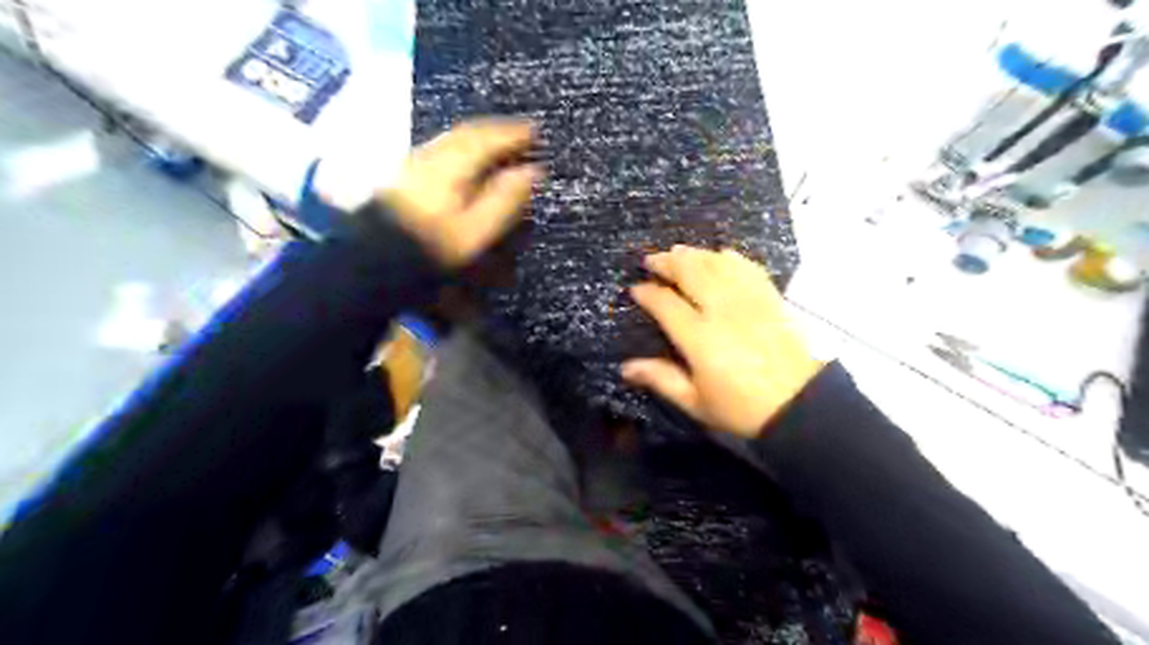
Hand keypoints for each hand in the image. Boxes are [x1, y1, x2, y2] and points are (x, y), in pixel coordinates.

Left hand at [378, 117, 537, 265]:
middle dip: (497, 130)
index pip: (488, 138)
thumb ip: (505, 199)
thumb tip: (533, 171)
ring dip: (479, 136)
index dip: (514, 134)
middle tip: (522, 132)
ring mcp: (416, 161)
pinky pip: (442, 147)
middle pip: (468, 132)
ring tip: (499, 141)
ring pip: (453, 138)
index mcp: (453, 164)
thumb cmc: (434, 245)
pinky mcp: (406, 173)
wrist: (377, 257)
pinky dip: (462, 146)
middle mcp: (433, 153)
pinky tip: (467, 157)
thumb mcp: (477, 229)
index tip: (537, 131)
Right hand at [621, 245, 825, 438]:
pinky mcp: (770, 298)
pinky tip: (721, 255)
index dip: (648, 293)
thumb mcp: (695, 402)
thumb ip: (661, 379)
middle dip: (668, 262)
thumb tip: (625, 367)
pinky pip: (748, 268)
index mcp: (700, 338)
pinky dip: (731, 258)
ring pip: (718, 265)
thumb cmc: (741, 408)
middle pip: (692, 272)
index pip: (666, 303)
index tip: (636, 288)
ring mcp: (749, 301)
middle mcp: (722, 311)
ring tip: (679, 252)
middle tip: (652, 260)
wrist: (798, 404)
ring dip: (695, 255)